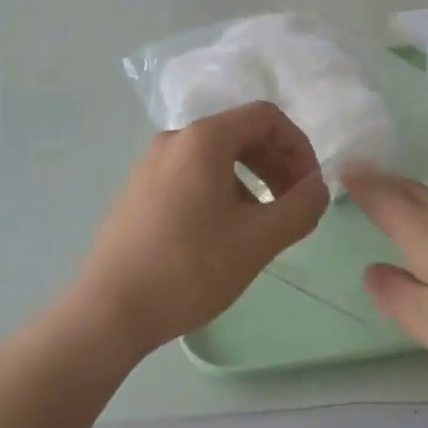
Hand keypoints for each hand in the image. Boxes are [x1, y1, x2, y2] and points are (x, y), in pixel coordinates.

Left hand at [74, 102, 328, 359]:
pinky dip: (222, 188)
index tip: (310, 186)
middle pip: (240, 132)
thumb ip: (299, 208)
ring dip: (251, 177)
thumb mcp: (257, 241)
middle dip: (276, 162)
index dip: (298, 145)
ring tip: (263, 222)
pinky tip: (225, 231)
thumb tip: (319, 188)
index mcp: (203, 139)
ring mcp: (151, 162)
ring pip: (216, 155)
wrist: (108, 311)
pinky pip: (192, 172)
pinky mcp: (139, 189)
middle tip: (294, 204)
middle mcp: (175, 138)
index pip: (265, 116)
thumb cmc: (189, 268)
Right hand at [345, 169, 427, 395]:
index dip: (361, 184)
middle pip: (411, 191)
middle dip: (384, 182)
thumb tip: (373, 269)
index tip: (342, 166)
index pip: (384, 199)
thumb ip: (399, 297)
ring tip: (398, 196)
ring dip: (412, 194)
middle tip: (362, 172)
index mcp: (427, 231)